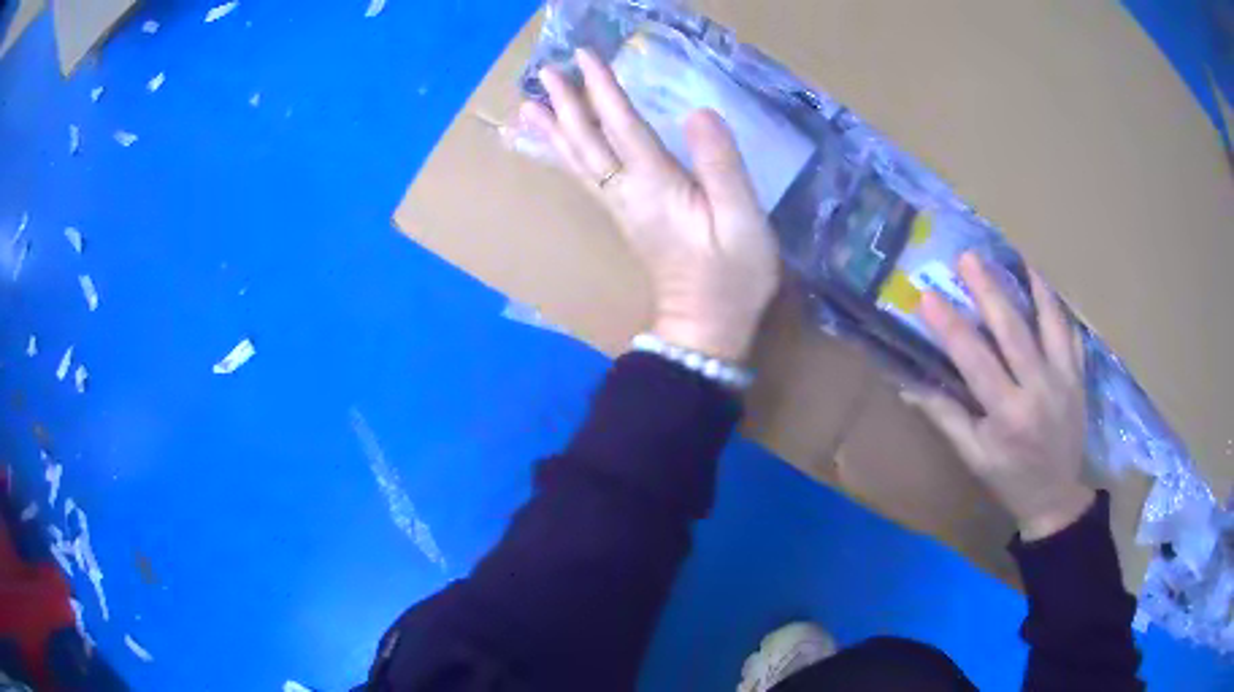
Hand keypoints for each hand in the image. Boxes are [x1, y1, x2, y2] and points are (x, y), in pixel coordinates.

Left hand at [520, 49, 779, 362]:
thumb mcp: (742, 220)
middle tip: (545, 72)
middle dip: (566, 103)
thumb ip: (721, 165)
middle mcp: (627, 193)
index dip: (603, 88)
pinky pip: (585, 178)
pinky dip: (564, 156)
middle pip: (586, 141)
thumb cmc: (732, 277)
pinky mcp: (625, 217)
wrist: (705, 328)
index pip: (621, 125)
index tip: (585, 56)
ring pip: (577, 161)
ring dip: (554, 129)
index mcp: (655, 186)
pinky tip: (556, 147)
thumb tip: (699, 112)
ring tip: (529, 105)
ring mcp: (621, 207)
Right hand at [909, 253, 1094, 540]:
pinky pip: (1071, 332)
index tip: (927, 297)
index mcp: (1007, 414)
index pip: (975, 360)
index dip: (950, 327)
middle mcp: (1039, 389)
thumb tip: (909, 385)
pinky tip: (1043, 285)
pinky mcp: (1079, 376)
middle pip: (1013, 330)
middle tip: (968, 257)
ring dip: (1031, 286)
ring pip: (1049, 322)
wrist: (1056, 497)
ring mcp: (1064, 379)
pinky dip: (1057, 306)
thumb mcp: (973, 456)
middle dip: (989, 290)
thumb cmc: (1009, 478)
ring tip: (1015, 257)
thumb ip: (945, 416)